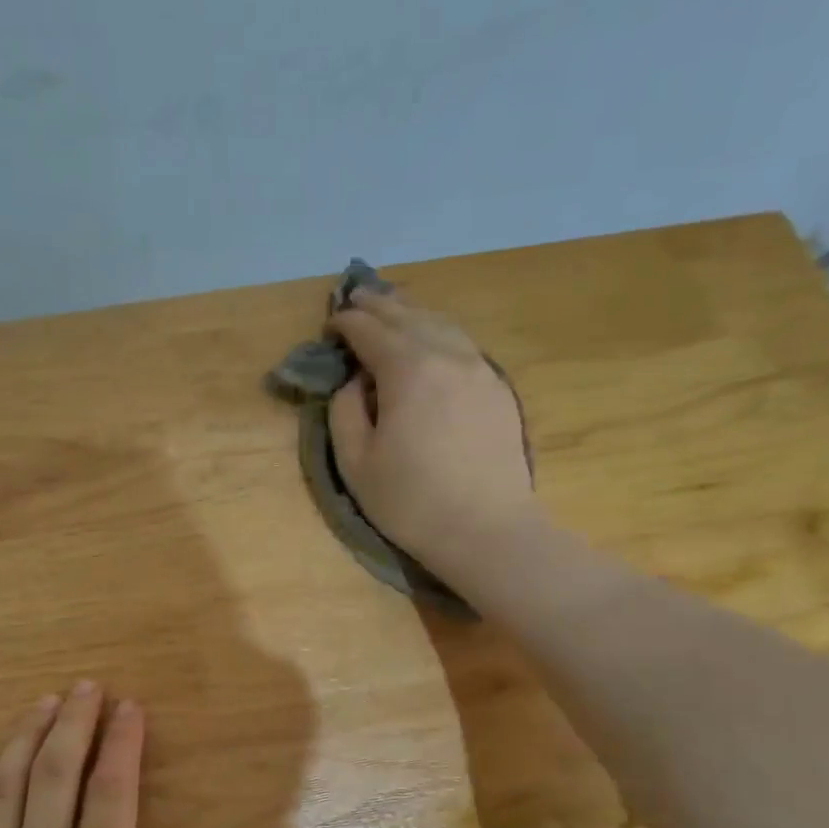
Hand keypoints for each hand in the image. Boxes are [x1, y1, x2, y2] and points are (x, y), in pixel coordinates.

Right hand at [327, 288, 535, 574]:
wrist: (486, 530)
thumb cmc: (411, 502)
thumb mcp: (356, 463)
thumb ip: (345, 411)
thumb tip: (354, 381)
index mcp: (408, 370)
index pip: (371, 331)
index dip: (347, 322)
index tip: (330, 324)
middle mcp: (448, 355)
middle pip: (408, 316)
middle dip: (378, 305)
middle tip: (356, 298)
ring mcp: (480, 368)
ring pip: (441, 324)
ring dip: (411, 313)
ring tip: (392, 309)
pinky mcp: (498, 388)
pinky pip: (463, 344)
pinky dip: (439, 332)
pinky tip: (431, 339)